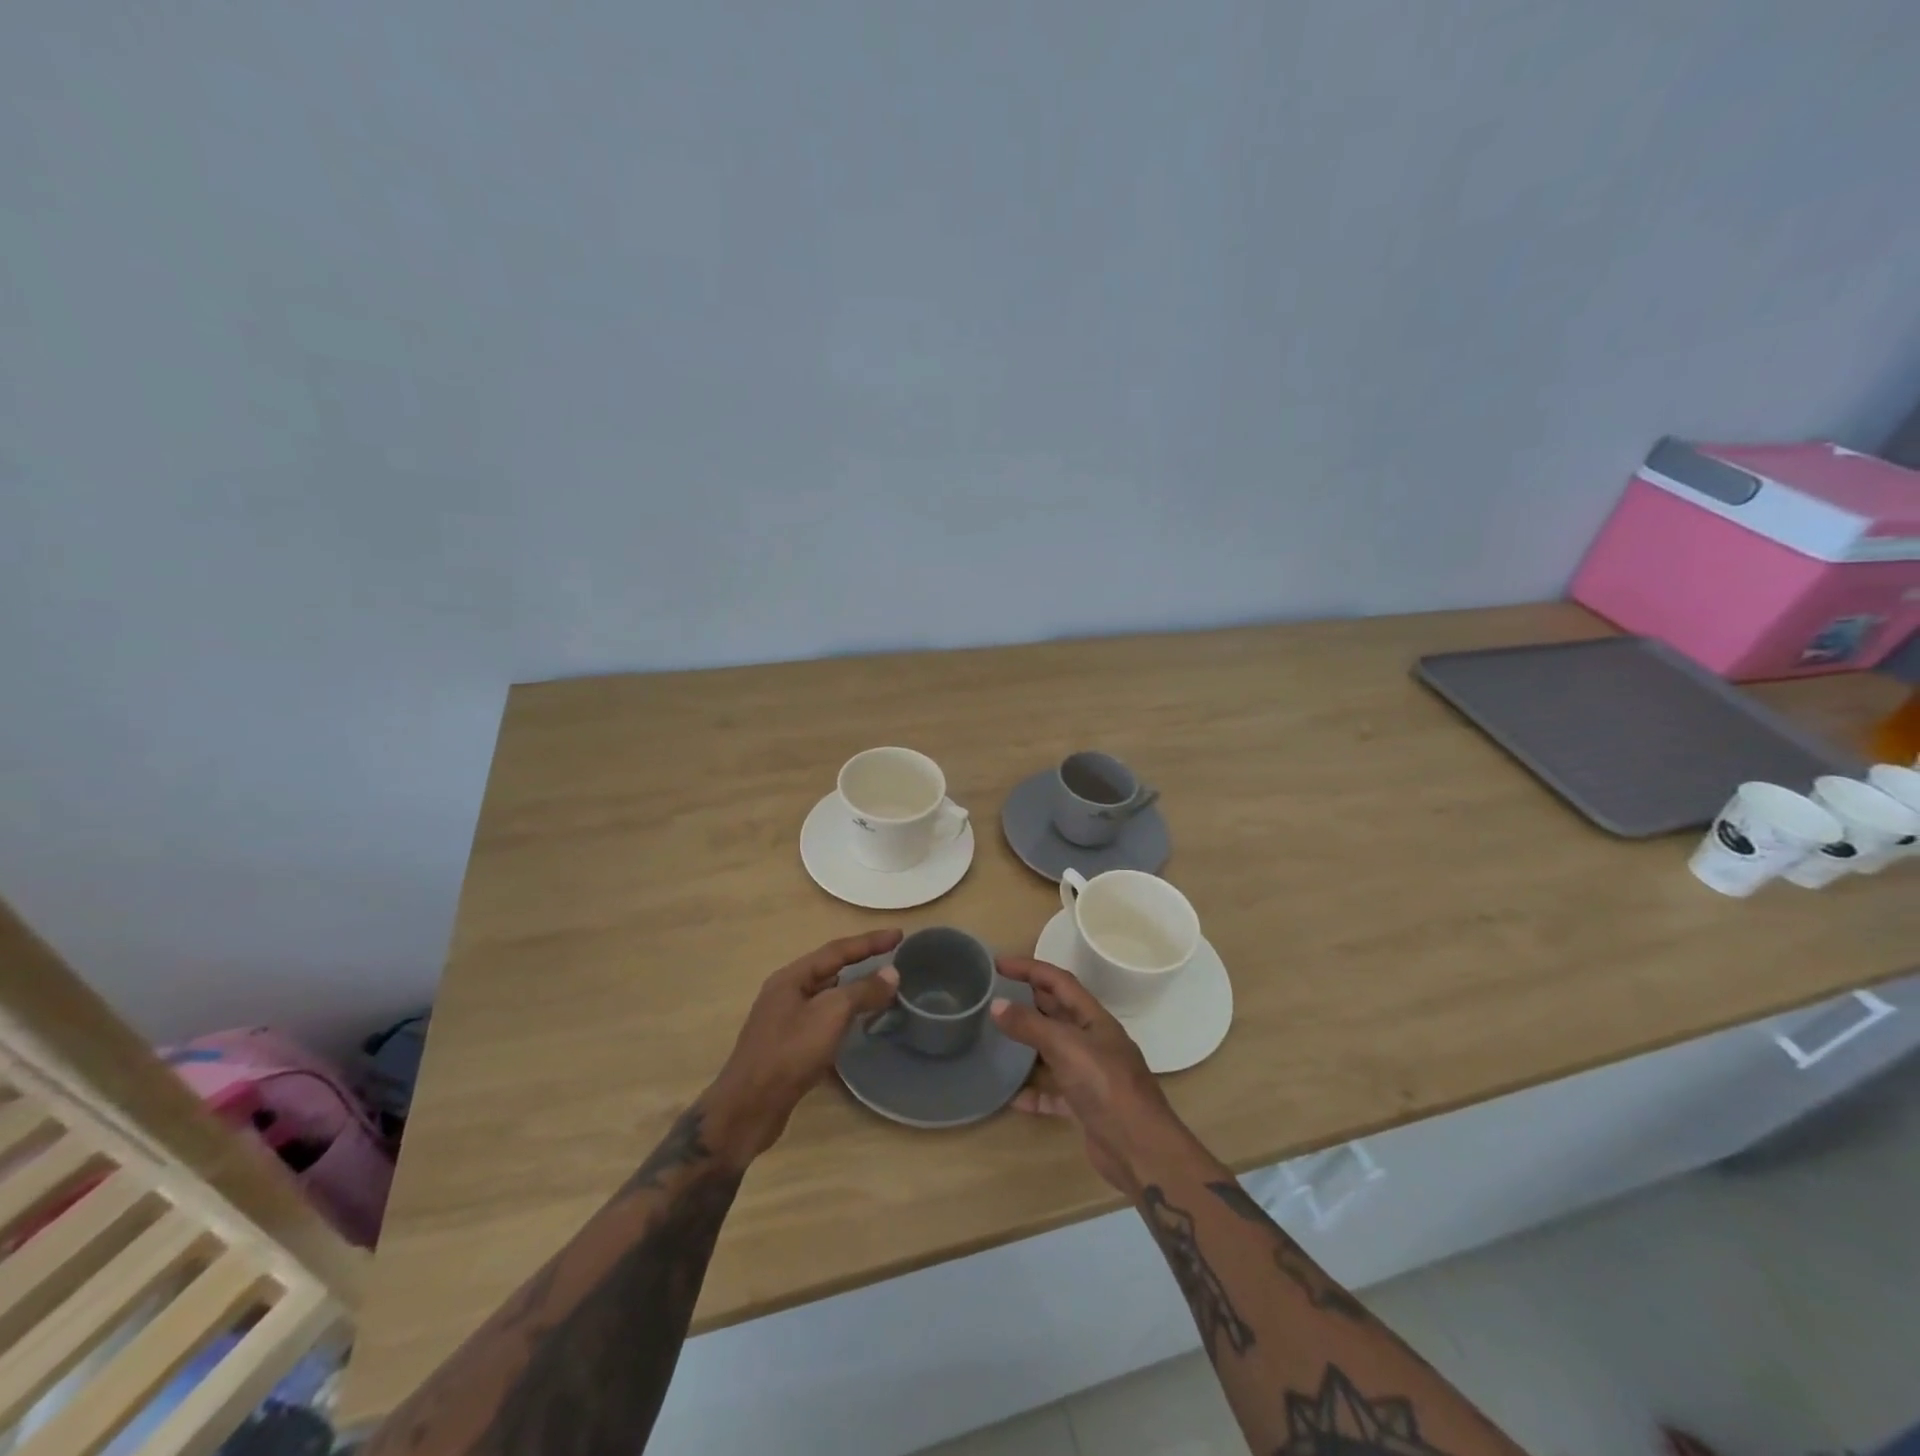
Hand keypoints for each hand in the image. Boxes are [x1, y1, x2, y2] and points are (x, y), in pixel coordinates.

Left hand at [704, 929, 902, 1166]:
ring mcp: (785, 1020)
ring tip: (881, 988)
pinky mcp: (788, 1046)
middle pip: (830, 969)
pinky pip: (823, 1019)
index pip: (837, 950)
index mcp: (792, 977)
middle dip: (861, 962)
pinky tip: (857, 1025)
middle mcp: (786, 992)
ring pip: (826, 996)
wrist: (749, 1108)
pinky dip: (844, 1015)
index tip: (899, 935)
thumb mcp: (831, 1015)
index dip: (870, 942)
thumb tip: (891, 973)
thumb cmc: (789, 1053)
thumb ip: (862, 991)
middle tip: (892, 959)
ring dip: (853, 990)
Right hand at [991, 956, 1186, 1194]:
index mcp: (1094, 1019)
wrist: (1140, 1149)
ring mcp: (1091, 1075)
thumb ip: (1030, 1025)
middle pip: (1057, 1012)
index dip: (1030, 968)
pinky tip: (1013, 1097)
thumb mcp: (1065, 1047)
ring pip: (1054, 1051)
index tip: (998, 963)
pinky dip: (1035, 1092)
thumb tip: (995, 1005)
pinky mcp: (1085, 1107)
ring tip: (998, 1037)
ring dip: (1029, 1044)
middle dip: (1029, 999)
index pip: (1059, 982)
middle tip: (996, 994)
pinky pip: (1054, 1092)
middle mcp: (1094, 1041)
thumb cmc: (1105, 1085)